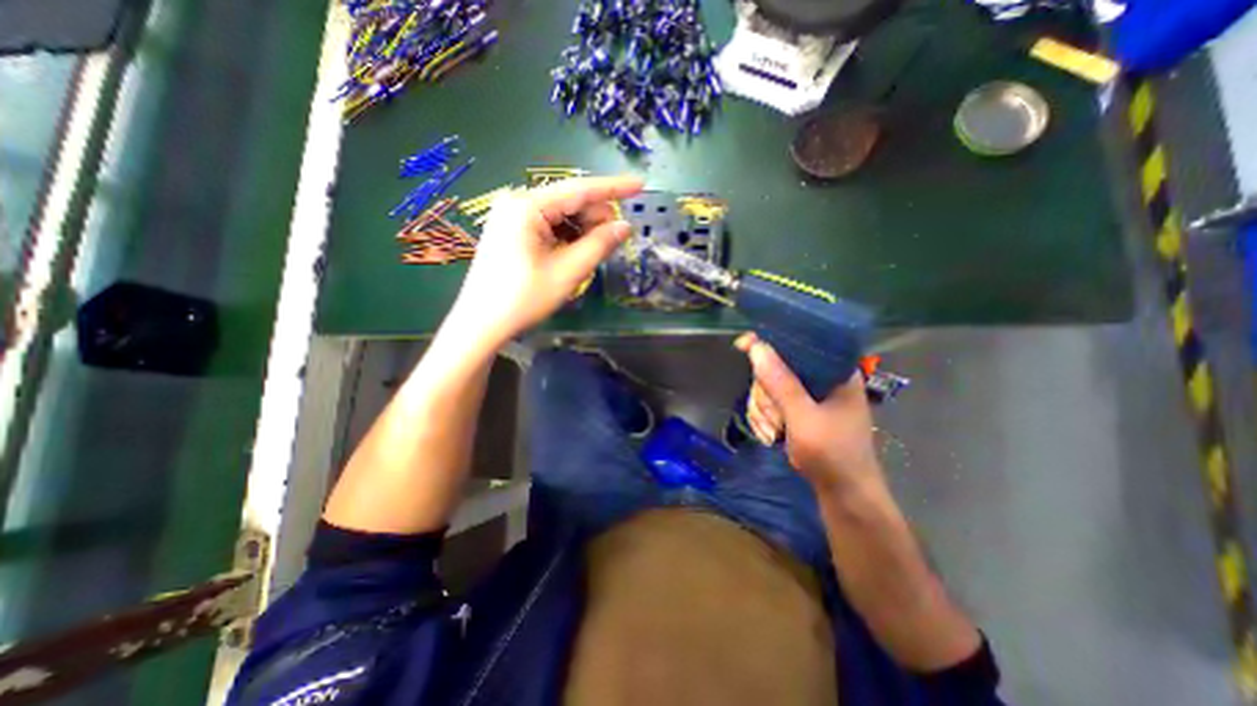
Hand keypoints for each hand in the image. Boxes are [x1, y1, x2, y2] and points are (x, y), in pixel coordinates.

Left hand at [447, 172, 642, 348]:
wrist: (481, 324)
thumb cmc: (523, 299)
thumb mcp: (567, 272)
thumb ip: (598, 245)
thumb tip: (625, 226)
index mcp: (527, 206)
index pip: (579, 189)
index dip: (613, 187)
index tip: (640, 184)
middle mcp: (518, 203)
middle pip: (570, 201)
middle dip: (596, 218)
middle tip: (614, 242)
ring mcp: (512, 217)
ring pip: (561, 215)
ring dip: (582, 231)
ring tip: (594, 253)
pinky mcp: (512, 231)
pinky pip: (549, 226)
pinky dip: (567, 237)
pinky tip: (575, 253)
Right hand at [740, 334, 882, 493]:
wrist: (843, 497)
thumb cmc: (833, 455)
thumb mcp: (804, 418)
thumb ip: (780, 383)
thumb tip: (756, 347)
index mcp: (834, 372)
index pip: (799, 343)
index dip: (769, 342)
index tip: (743, 345)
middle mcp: (820, 380)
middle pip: (774, 368)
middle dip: (766, 395)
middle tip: (774, 418)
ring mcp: (806, 398)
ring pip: (766, 388)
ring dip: (764, 411)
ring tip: (775, 432)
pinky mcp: (796, 412)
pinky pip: (768, 404)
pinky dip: (764, 419)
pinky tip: (771, 435)